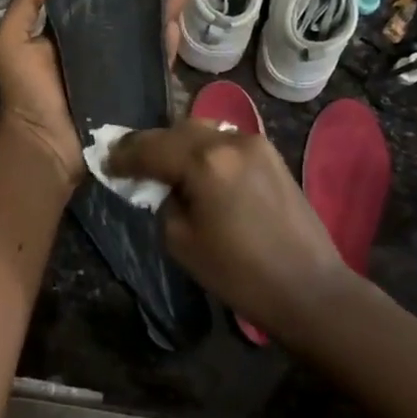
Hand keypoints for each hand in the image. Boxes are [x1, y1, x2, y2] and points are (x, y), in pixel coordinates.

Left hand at [0, 0, 186, 194]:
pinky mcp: (137, 92)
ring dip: (164, 14)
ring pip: (147, 37)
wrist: (45, 145)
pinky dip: (168, 46)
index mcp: (69, 36)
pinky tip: (177, 25)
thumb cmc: (25, 93)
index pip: (93, 2)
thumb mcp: (12, 43)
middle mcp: (98, 50)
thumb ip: (24, 6)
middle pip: (127, 17)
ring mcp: (121, 71)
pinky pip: (157, 65)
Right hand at [106, 120, 349, 339]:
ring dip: (178, 143)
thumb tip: (159, 186)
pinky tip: (197, 168)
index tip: (107, 162)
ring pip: (202, 129)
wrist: (309, 288)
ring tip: (163, 163)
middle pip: (176, 130)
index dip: (124, 155)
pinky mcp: (270, 153)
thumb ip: (163, 202)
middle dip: (150, 144)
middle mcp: (229, 140)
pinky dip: (204, 148)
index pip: (151, 147)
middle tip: (130, 161)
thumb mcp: (181, 241)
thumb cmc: (240, 273)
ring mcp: (254, 142)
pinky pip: (225, 140)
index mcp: (204, 161)